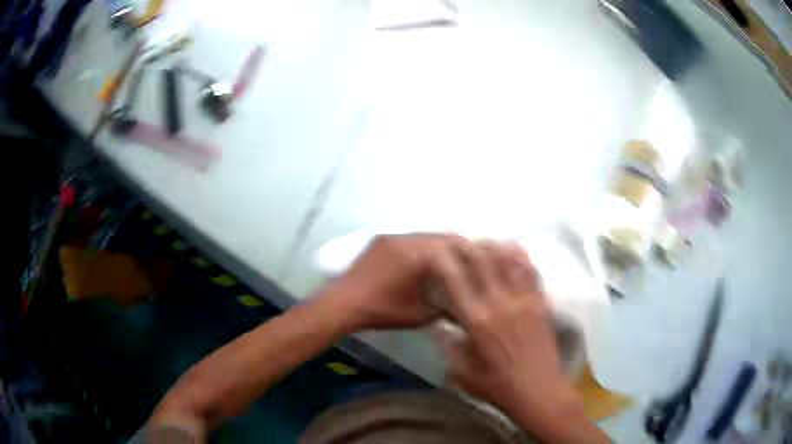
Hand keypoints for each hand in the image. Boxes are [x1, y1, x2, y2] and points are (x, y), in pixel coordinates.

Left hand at [326, 233, 466, 331]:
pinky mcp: (380, 241)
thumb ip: (444, 307)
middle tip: (469, 261)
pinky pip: (409, 239)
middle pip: (439, 236)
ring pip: (424, 236)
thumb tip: (463, 306)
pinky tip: (424, 262)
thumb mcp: (418, 314)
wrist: (343, 304)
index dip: (469, 253)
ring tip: (449, 262)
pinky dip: (422, 247)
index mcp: (417, 253)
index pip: (452, 246)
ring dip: (438, 246)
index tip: (480, 262)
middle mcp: (405, 238)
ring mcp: (390, 237)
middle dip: (457, 247)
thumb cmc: (382, 310)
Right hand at [433, 242, 605, 443]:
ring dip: (493, 246)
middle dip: (465, 244)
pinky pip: (531, 271)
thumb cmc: (497, 386)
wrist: (539, 391)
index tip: (432, 251)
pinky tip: (512, 250)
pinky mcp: (541, 302)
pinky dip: (520, 256)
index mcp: (478, 321)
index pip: (455, 280)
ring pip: (508, 260)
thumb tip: (439, 325)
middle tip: (455, 238)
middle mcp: (501, 303)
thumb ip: (448, 345)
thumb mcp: (461, 372)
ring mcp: (525, 300)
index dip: (442, 260)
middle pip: (482, 261)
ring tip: (482, 241)